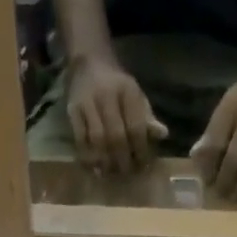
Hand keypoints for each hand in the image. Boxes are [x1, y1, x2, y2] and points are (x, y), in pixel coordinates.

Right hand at [66, 53, 166, 173]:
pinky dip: (87, 156)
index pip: (136, 127)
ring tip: (110, 173)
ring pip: (98, 140)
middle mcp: (107, 95)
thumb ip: (147, 117)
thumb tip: (163, 134)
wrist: (89, 64)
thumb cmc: (117, 87)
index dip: (140, 150)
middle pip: (116, 136)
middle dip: (122, 159)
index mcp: (128, 91)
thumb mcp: (136, 96)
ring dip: (105, 161)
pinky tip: (94, 167)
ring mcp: (88, 103)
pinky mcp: (73, 110)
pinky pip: (80, 138)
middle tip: (126, 173)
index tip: (142, 166)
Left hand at [192, 64, 236, 198]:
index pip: (216, 144)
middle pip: (235, 157)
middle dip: (226, 181)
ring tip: (235, 197)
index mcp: (231, 106)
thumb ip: (212, 132)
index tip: (207, 182)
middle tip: (220, 195)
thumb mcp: (226, 105)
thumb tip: (196, 160)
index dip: (209, 168)